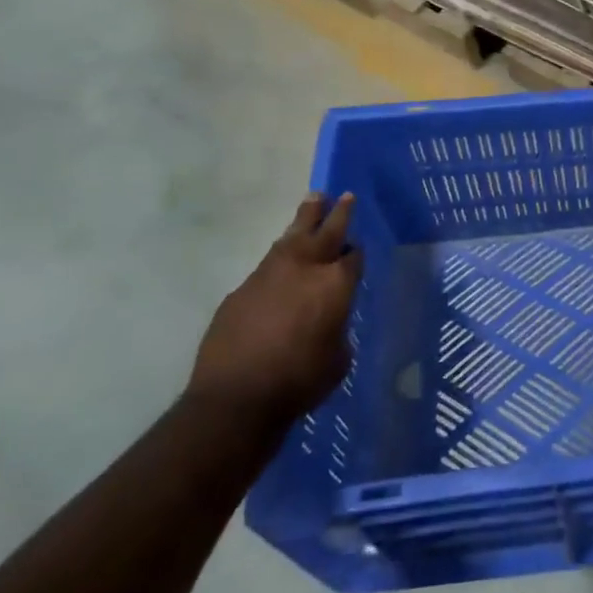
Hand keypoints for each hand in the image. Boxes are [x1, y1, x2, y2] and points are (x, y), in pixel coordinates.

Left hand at [190, 193, 361, 426]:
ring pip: (291, 237)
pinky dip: (279, 257)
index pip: (353, 257)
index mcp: (336, 284)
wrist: (236, 397)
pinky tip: (280, 262)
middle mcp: (305, 268)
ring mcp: (269, 274)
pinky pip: (267, 264)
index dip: (355, 253)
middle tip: (343, 195)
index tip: (356, 250)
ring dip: (304, 220)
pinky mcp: (241, 289)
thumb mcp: (338, 358)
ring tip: (313, 202)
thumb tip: (328, 321)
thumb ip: (337, 329)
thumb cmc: (300, 380)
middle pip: (325, 231)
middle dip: (337, 213)